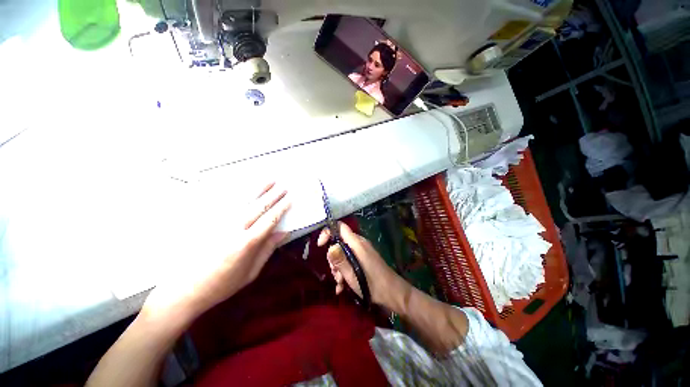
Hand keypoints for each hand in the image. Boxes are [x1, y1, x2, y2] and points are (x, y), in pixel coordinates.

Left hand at [143, 182, 290, 321]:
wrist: (183, 290)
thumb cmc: (222, 285)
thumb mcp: (251, 272)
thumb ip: (268, 250)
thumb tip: (283, 233)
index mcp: (247, 244)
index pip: (270, 220)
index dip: (281, 208)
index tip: (289, 199)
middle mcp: (234, 229)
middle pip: (258, 207)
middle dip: (273, 195)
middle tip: (283, 187)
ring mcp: (219, 224)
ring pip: (243, 201)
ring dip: (258, 190)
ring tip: (269, 180)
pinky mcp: (208, 223)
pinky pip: (226, 204)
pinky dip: (239, 193)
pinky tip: (246, 187)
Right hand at [317, 222, 409, 309]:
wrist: (394, 294)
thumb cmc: (373, 285)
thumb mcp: (353, 275)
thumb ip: (340, 260)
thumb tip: (330, 247)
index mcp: (357, 243)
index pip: (340, 227)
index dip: (328, 232)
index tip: (320, 246)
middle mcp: (359, 244)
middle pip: (339, 243)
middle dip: (333, 258)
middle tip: (336, 274)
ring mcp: (362, 252)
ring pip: (342, 254)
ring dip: (338, 268)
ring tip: (341, 283)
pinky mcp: (364, 259)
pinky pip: (349, 260)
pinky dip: (344, 271)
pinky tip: (343, 287)